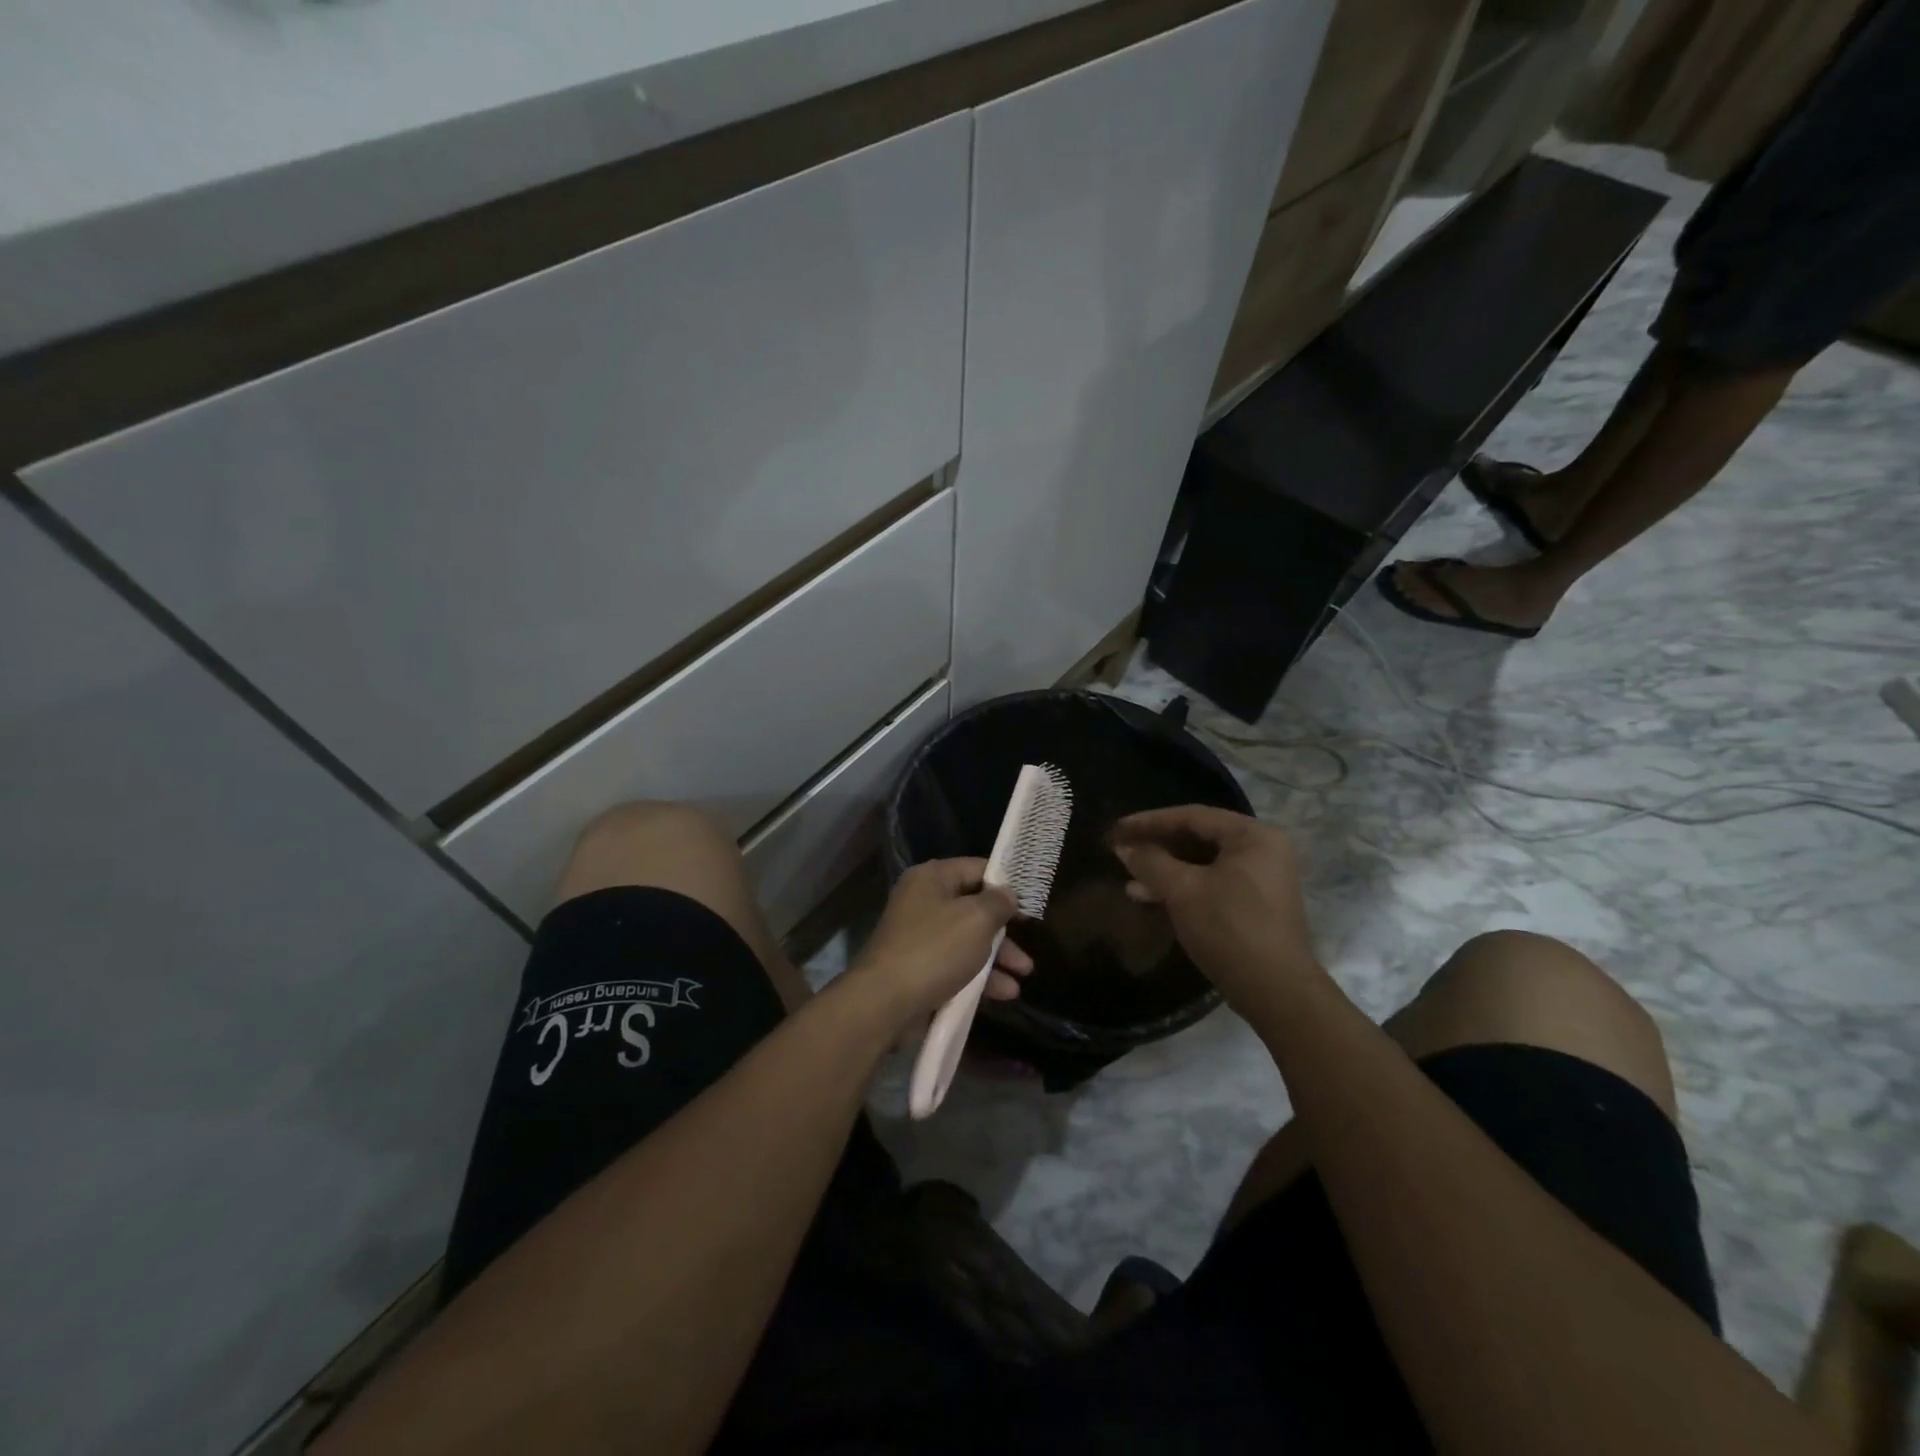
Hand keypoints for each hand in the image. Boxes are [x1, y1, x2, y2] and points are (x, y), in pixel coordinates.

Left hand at [847, 858, 1033, 1026]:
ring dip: (997, 957)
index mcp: (931, 878)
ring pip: (967, 941)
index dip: (1005, 883)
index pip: (976, 868)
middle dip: (1004, 929)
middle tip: (1029, 942)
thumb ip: (998, 902)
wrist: (885, 1003)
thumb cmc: (935, 950)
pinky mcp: (919, 970)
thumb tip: (1007, 895)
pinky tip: (1004, 993)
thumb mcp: (977, 919)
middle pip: (973, 908)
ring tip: (1024, 974)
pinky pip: (956, 966)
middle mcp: (923, 902)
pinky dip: (979, 977)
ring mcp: (919, 938)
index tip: (1030, 902)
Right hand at [1110, 806, 1323, 1021]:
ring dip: (1165, 870)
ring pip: (1202, 864)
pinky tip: (1151, 897)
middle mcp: (1262, 850)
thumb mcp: (1182, 890)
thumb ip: (1150, 862)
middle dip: (1157, 847)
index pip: (1192, 816)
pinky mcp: (1254, 905)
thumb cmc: (1229, 928)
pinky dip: (1182, 887)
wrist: (1275, 991)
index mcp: (1252, 835)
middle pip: (1198, 838)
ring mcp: (1260, 879)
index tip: (1117, 829)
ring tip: (1130, 880)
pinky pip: (1211, 883)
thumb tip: (1123, 847)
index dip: (1150, 821)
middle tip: (1122, 851)